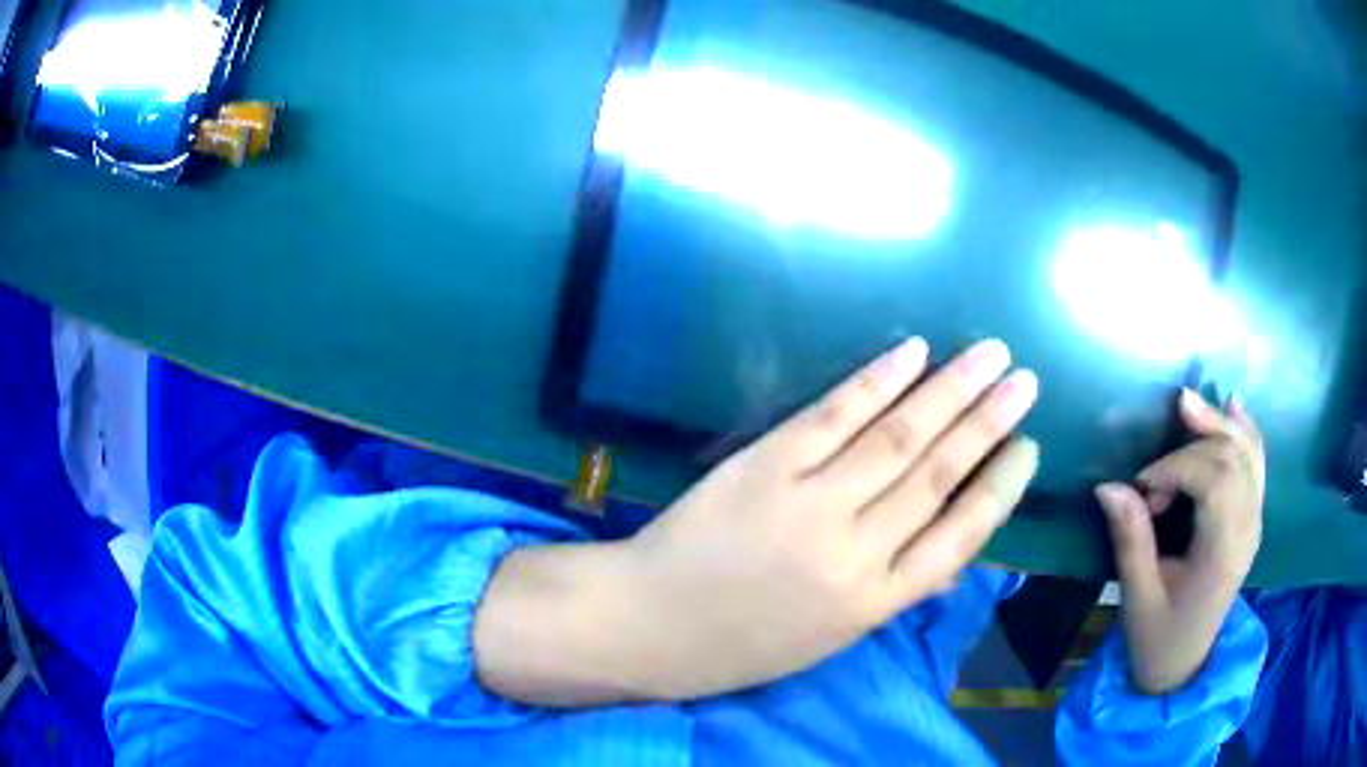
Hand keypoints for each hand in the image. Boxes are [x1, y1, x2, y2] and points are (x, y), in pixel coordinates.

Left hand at [476, 338, 1040, 704]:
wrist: (651, 624)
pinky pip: (833, 416)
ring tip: (990, 355)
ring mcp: (810, 504)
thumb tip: (957, 551)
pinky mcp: (766, 466)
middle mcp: (855, 551)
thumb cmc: (745, 641)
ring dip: (950, 390)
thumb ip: (896, 590)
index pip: (962, 534)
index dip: (1002, 486)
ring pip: (898, 437)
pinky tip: (912, 353)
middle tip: (1025, 380)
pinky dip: (877, 381)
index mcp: (876, 602)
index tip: (1029, 447)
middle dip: (989, 422)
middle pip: (940, 473)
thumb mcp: (833, 636)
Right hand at [1096, 389, 1264, 694]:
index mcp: (1222, 552)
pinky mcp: (1253, 516)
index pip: (1214, 481)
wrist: (1186, 663)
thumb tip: (1108, 486)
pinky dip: (1245, 430)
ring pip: (1248, 452)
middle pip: (1232, 458)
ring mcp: (1255, 520)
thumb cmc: (1159, 636)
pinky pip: (1256, 462)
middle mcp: (1247, 528)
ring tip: (1188, 404)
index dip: (1176, 468)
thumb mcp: (1138, 597)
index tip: (1142, 487)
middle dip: (1193, 444)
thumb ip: (1131, 540)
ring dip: (1219, 424)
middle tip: (1154, 463)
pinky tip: (1232, 406)